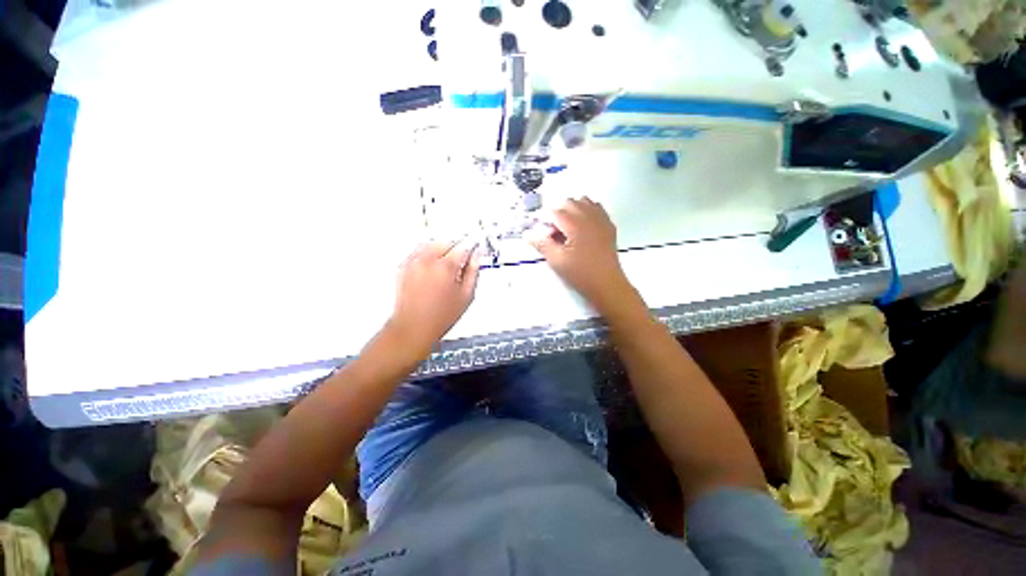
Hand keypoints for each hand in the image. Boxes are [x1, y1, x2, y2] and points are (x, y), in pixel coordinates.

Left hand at [386, 240, 479, 356]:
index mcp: (445, 267)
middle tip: (462, 261)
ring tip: (447, 264)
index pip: (463, 247)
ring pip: (431, 244)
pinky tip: (433, 268)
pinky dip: (428, 254)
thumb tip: (476, 258)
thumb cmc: (439, 317)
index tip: (475, 250)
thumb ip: (473, 272)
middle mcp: (427, 261)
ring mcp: (413, 263)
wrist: (413, 328)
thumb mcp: (466, 296)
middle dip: (456, 249)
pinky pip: (418, 251)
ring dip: (442, 249)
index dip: (472, 248)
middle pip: (446, 242)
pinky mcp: (403, 267)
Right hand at [529, 197, 637, 313]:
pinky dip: (586, 211)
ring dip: (572, 210)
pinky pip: (597, 208)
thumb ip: (542, 244)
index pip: (555, 212)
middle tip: (553, 233)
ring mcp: (601, 220)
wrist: (607, 285)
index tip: (542, 234)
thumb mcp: (557, 261)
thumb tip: (528, 235)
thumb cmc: (581, 274)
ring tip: (567, 229)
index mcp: (576, 224)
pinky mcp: (609, 226)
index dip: (545, 221)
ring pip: (584, 202)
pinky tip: (582, 227)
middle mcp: (590, 216)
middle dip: (557, 214)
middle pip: (569, 202)